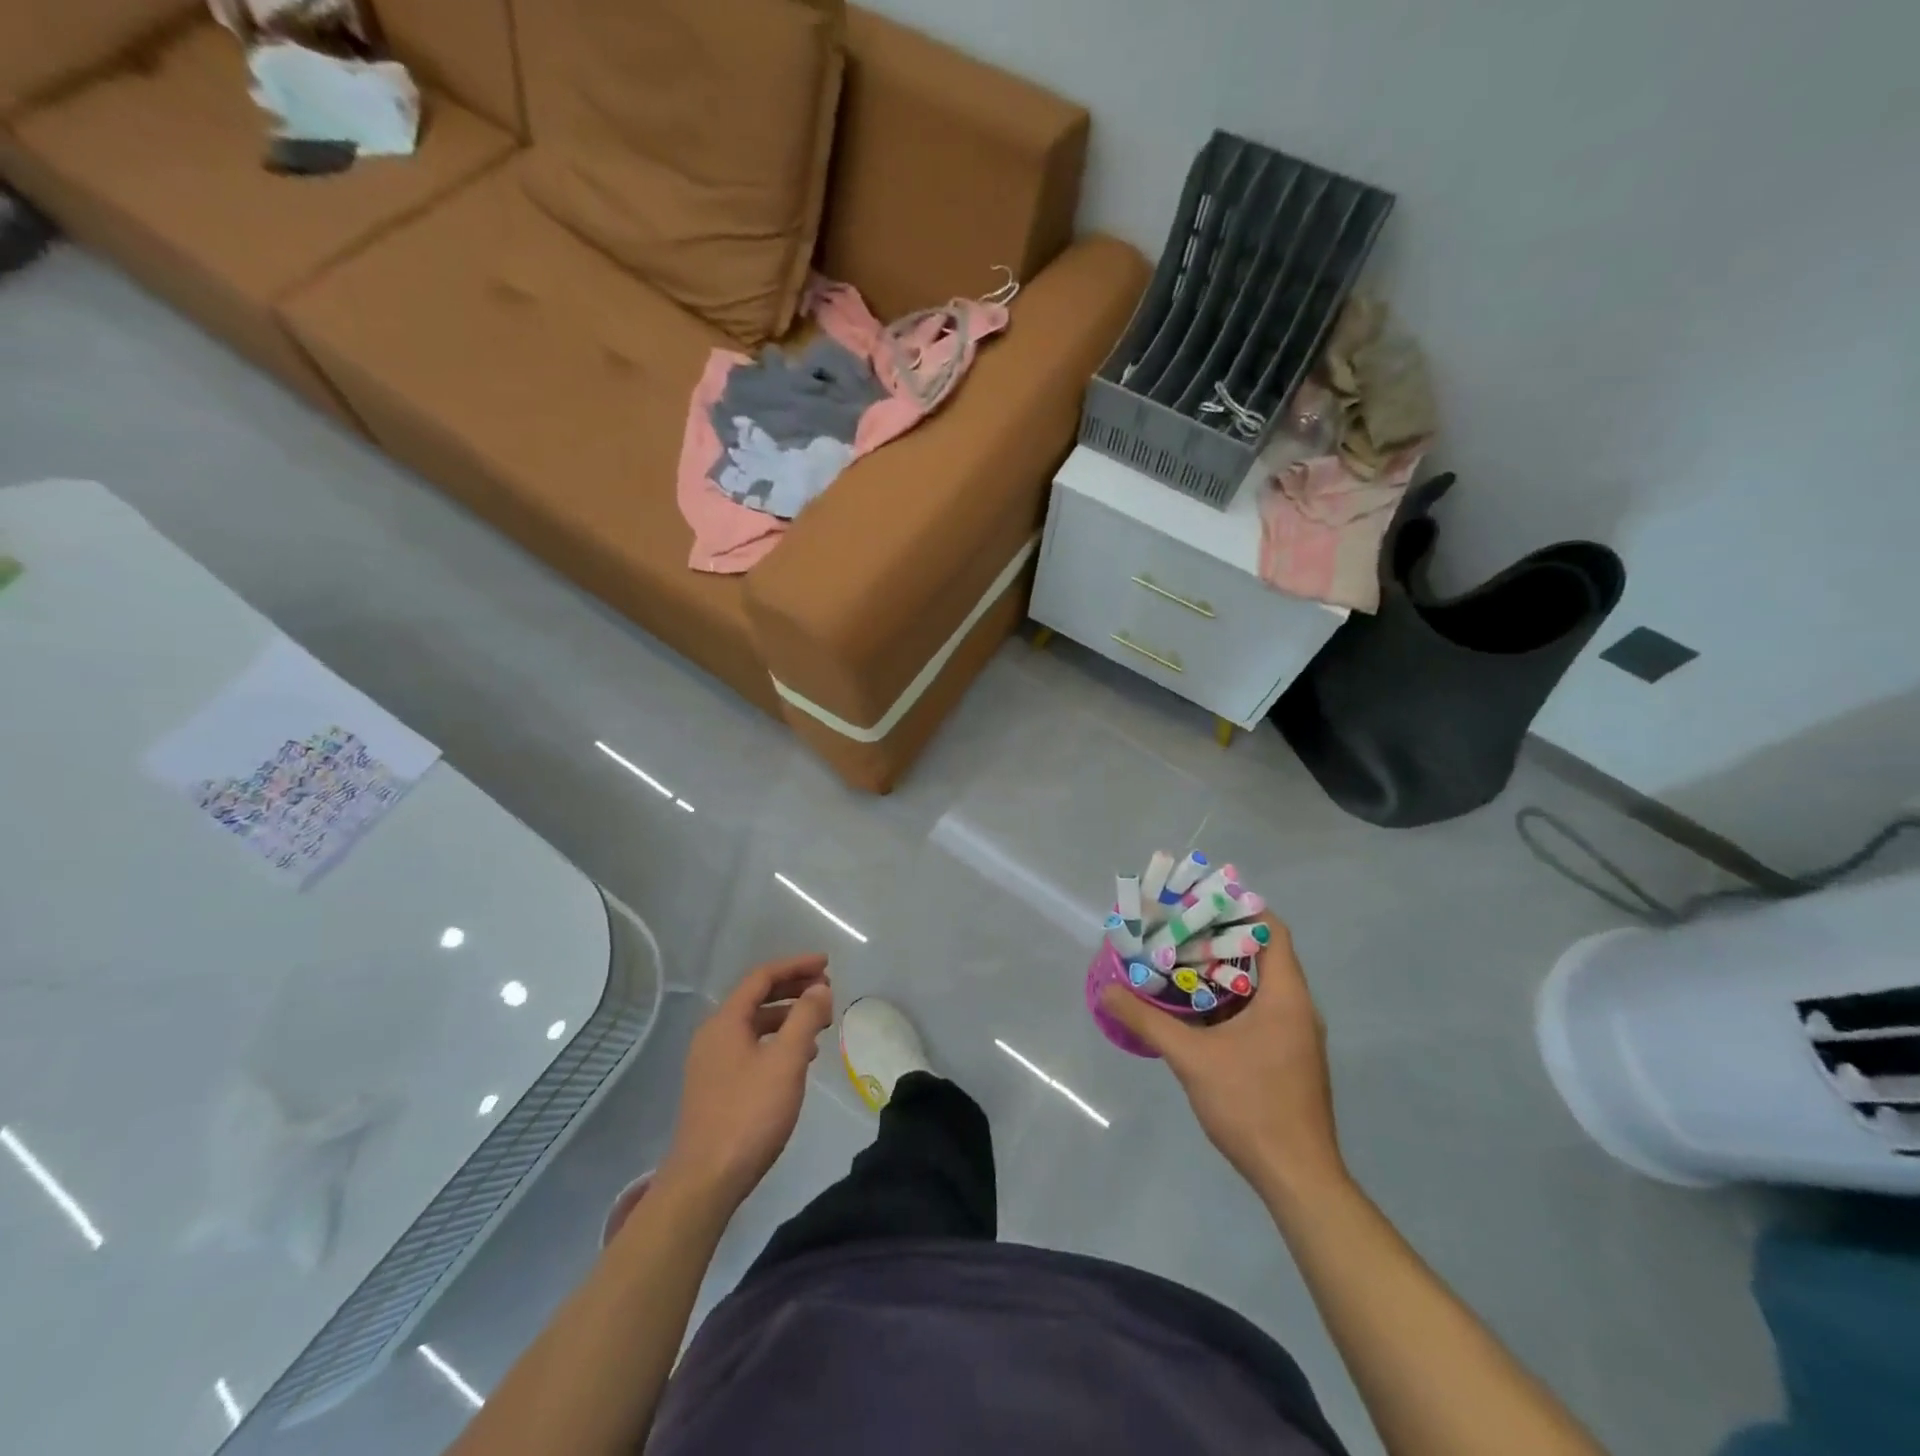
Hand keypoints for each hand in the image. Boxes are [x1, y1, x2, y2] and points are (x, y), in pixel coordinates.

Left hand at [659, 955, 834, 1209]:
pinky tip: (799, 1059)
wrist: (706, 1180)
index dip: (796, 966)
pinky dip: (777, 1041)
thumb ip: (805, 1018)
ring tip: (820, 1025)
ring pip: (755, 1024)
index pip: (762, 977)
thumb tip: (819, 988)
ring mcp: (712, 1062)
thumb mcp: (786, 1061)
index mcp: (725, 1021)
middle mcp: (714, 1034)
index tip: (827, 964)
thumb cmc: (749, 1114)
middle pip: (757, 997)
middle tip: (827, 990)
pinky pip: (751, 1047)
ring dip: (788, 1017)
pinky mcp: (716, 1086)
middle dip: (794, 989)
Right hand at [1100, 915, 1348, 1205]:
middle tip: (1177, 930)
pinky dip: (1230, 1001)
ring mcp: (1297, 1035)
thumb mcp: (1191, 1058)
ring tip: (1179, 963)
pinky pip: (1260, 1011)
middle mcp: (1298, 1008)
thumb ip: (1148, 1021)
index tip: (1199, 902)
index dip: (1239, 909)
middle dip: (1219, 939)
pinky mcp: (1289, 1057)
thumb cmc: (1251, 1105)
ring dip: (1222, 972)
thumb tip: (1107, 991)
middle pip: (1262, 954)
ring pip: (1260, 986)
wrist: (1297, 1177)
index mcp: (1286, 996)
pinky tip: (1195, 1010)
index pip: (1271, 929)